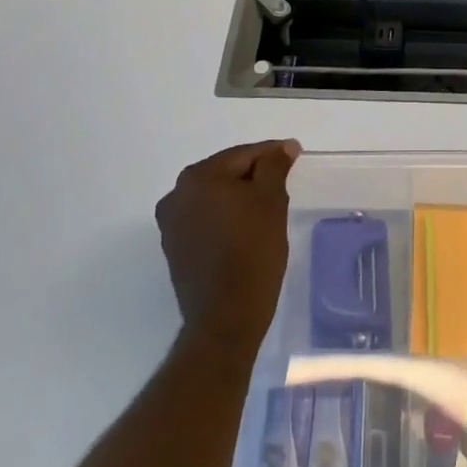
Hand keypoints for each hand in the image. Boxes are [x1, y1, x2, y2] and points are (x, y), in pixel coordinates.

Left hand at [155, 139, 301, 355]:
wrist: (226, 318)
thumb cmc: (253, 252)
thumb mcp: (271, 201)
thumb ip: (274, 167)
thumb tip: (282, 147)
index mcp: (198, 177)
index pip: (243, 155)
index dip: (271, 154)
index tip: (294, 155)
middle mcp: (177, 195)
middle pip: (225, 174)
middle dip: (254, 177)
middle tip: (283, 184)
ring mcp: (171, 224)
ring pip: (214, 198)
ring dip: (238, 198)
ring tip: (267, 209)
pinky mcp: (175, 249)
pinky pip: (205, 220)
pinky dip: (225, 218)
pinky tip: (246, 230)